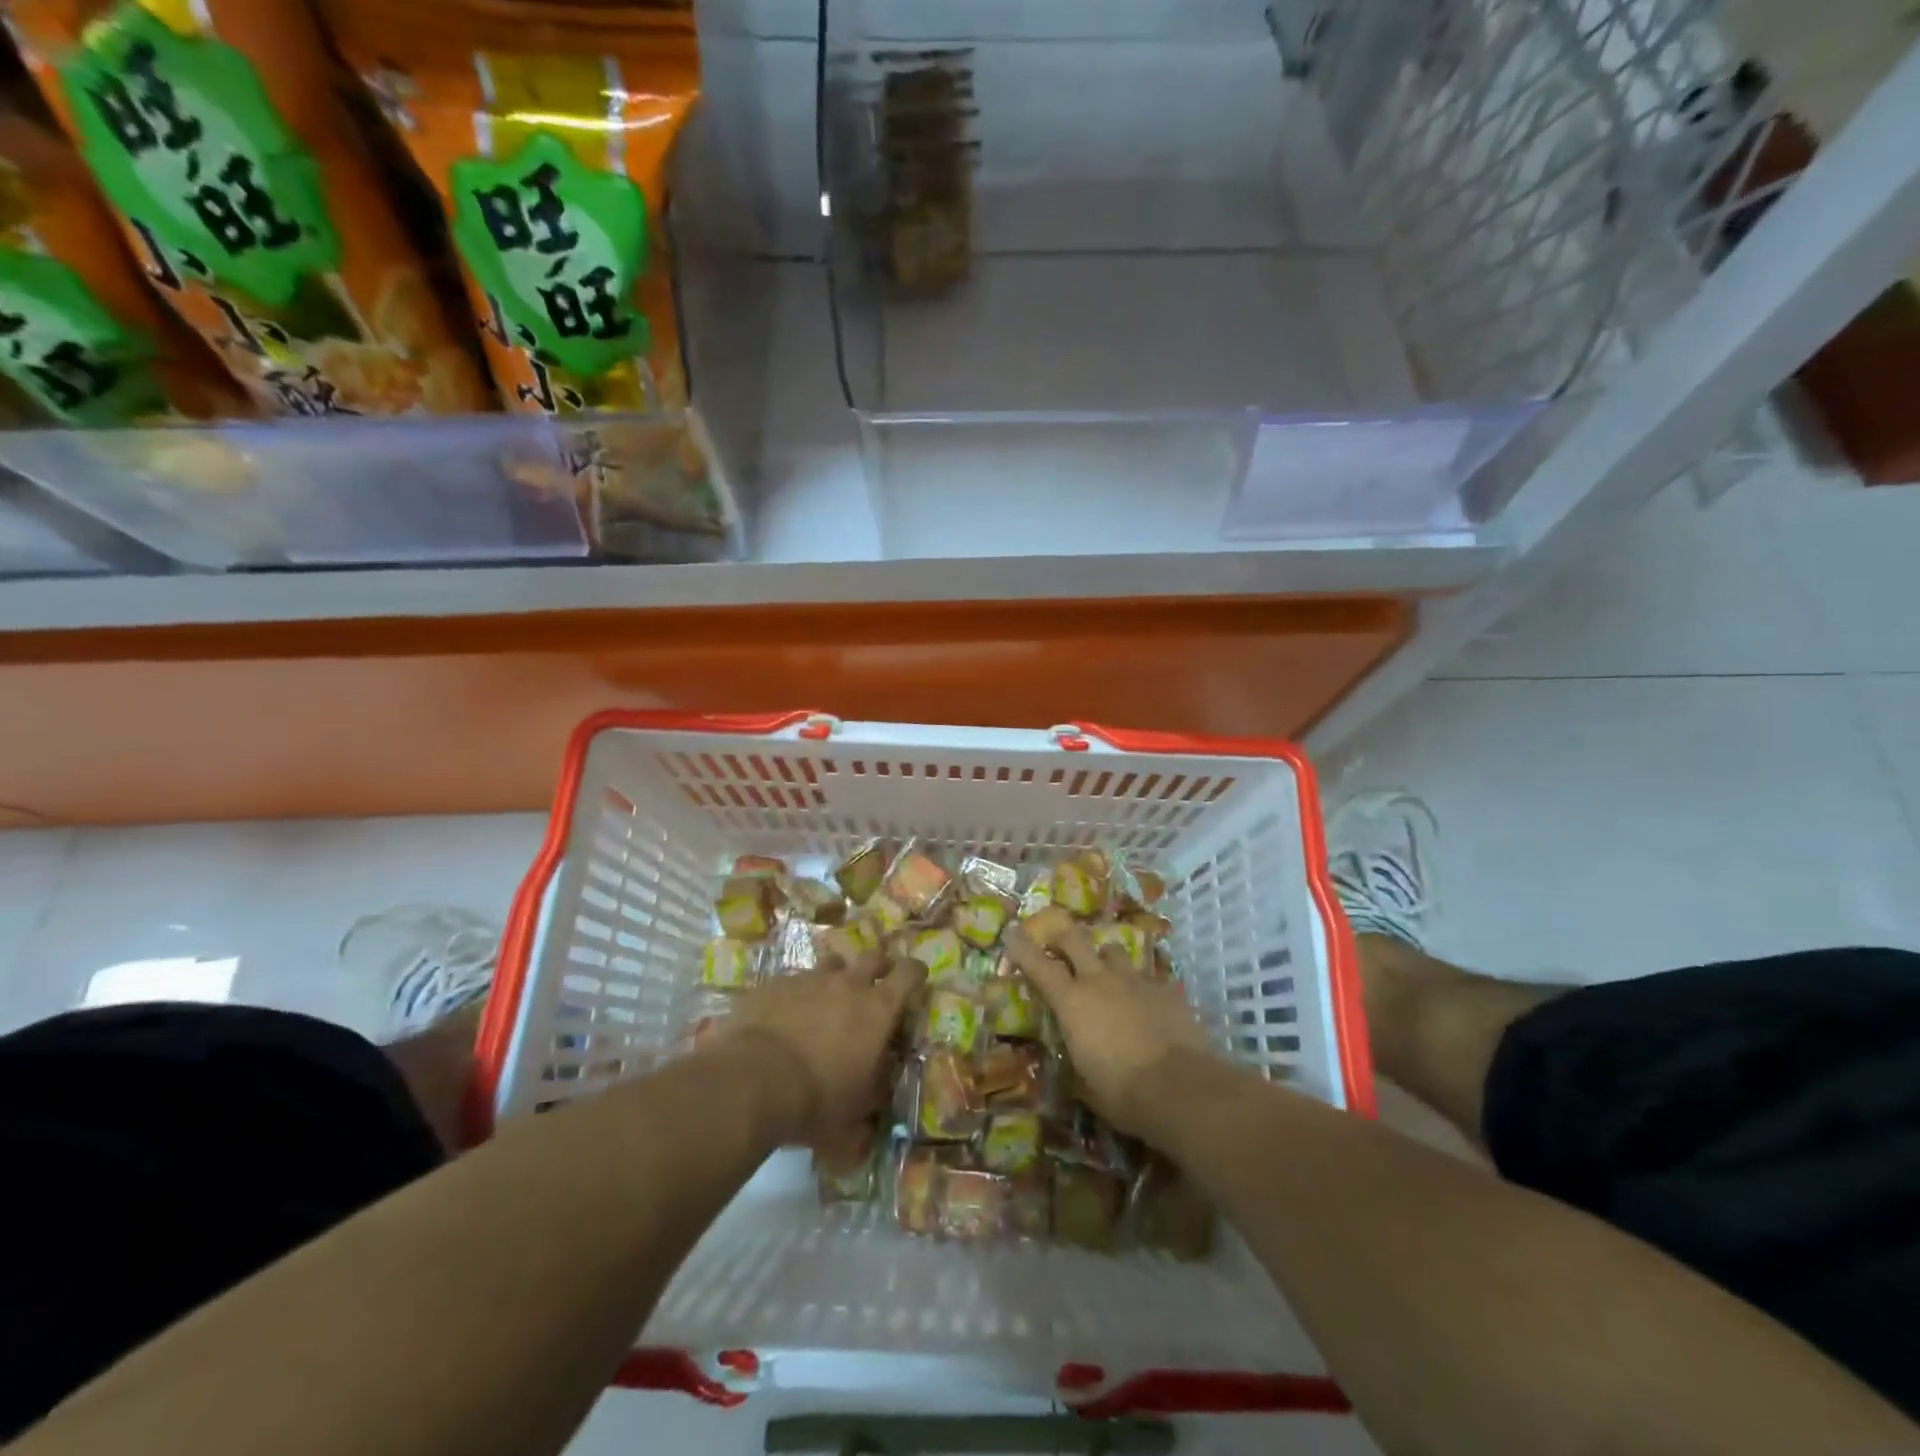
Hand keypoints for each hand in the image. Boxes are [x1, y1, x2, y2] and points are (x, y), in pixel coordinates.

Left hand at [710, 948, 923, 1145]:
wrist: (753, 1080)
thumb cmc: (817, 1100)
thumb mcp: (855, 1115)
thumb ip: (871, 1101)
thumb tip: (877, 1102)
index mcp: (878, 1009)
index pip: (909, 974)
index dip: (916, 972)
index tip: (918, 977)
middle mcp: (848, 984)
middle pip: (872, 958)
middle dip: (879, 967)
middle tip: (876, 983)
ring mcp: (809, 979)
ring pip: (831, 965)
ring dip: (836, 978)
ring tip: (828, 999)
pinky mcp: (775, 983)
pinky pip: (793, 981)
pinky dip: (797, 994)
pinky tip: (786, 1016)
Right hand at [1004, 922, 1215, 1134]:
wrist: (1182, 1088)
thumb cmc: (1123, 1093)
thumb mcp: (1086, 1083)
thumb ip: (1077, 1060)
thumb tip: (1076, 1061)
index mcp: (1072, 1003)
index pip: (1039, 965)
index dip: (1022, 946)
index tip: (1011, 930)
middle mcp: (1100, 981)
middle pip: (1075, 939)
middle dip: (1063, 935)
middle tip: (1057, 941)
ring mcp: (1136, 980)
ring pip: (1114, 951)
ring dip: (1105, 958)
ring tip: (1107, 973)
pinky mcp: (1167, 989)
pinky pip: (1148, 977)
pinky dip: (1141, 986)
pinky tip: (1147, 1003)